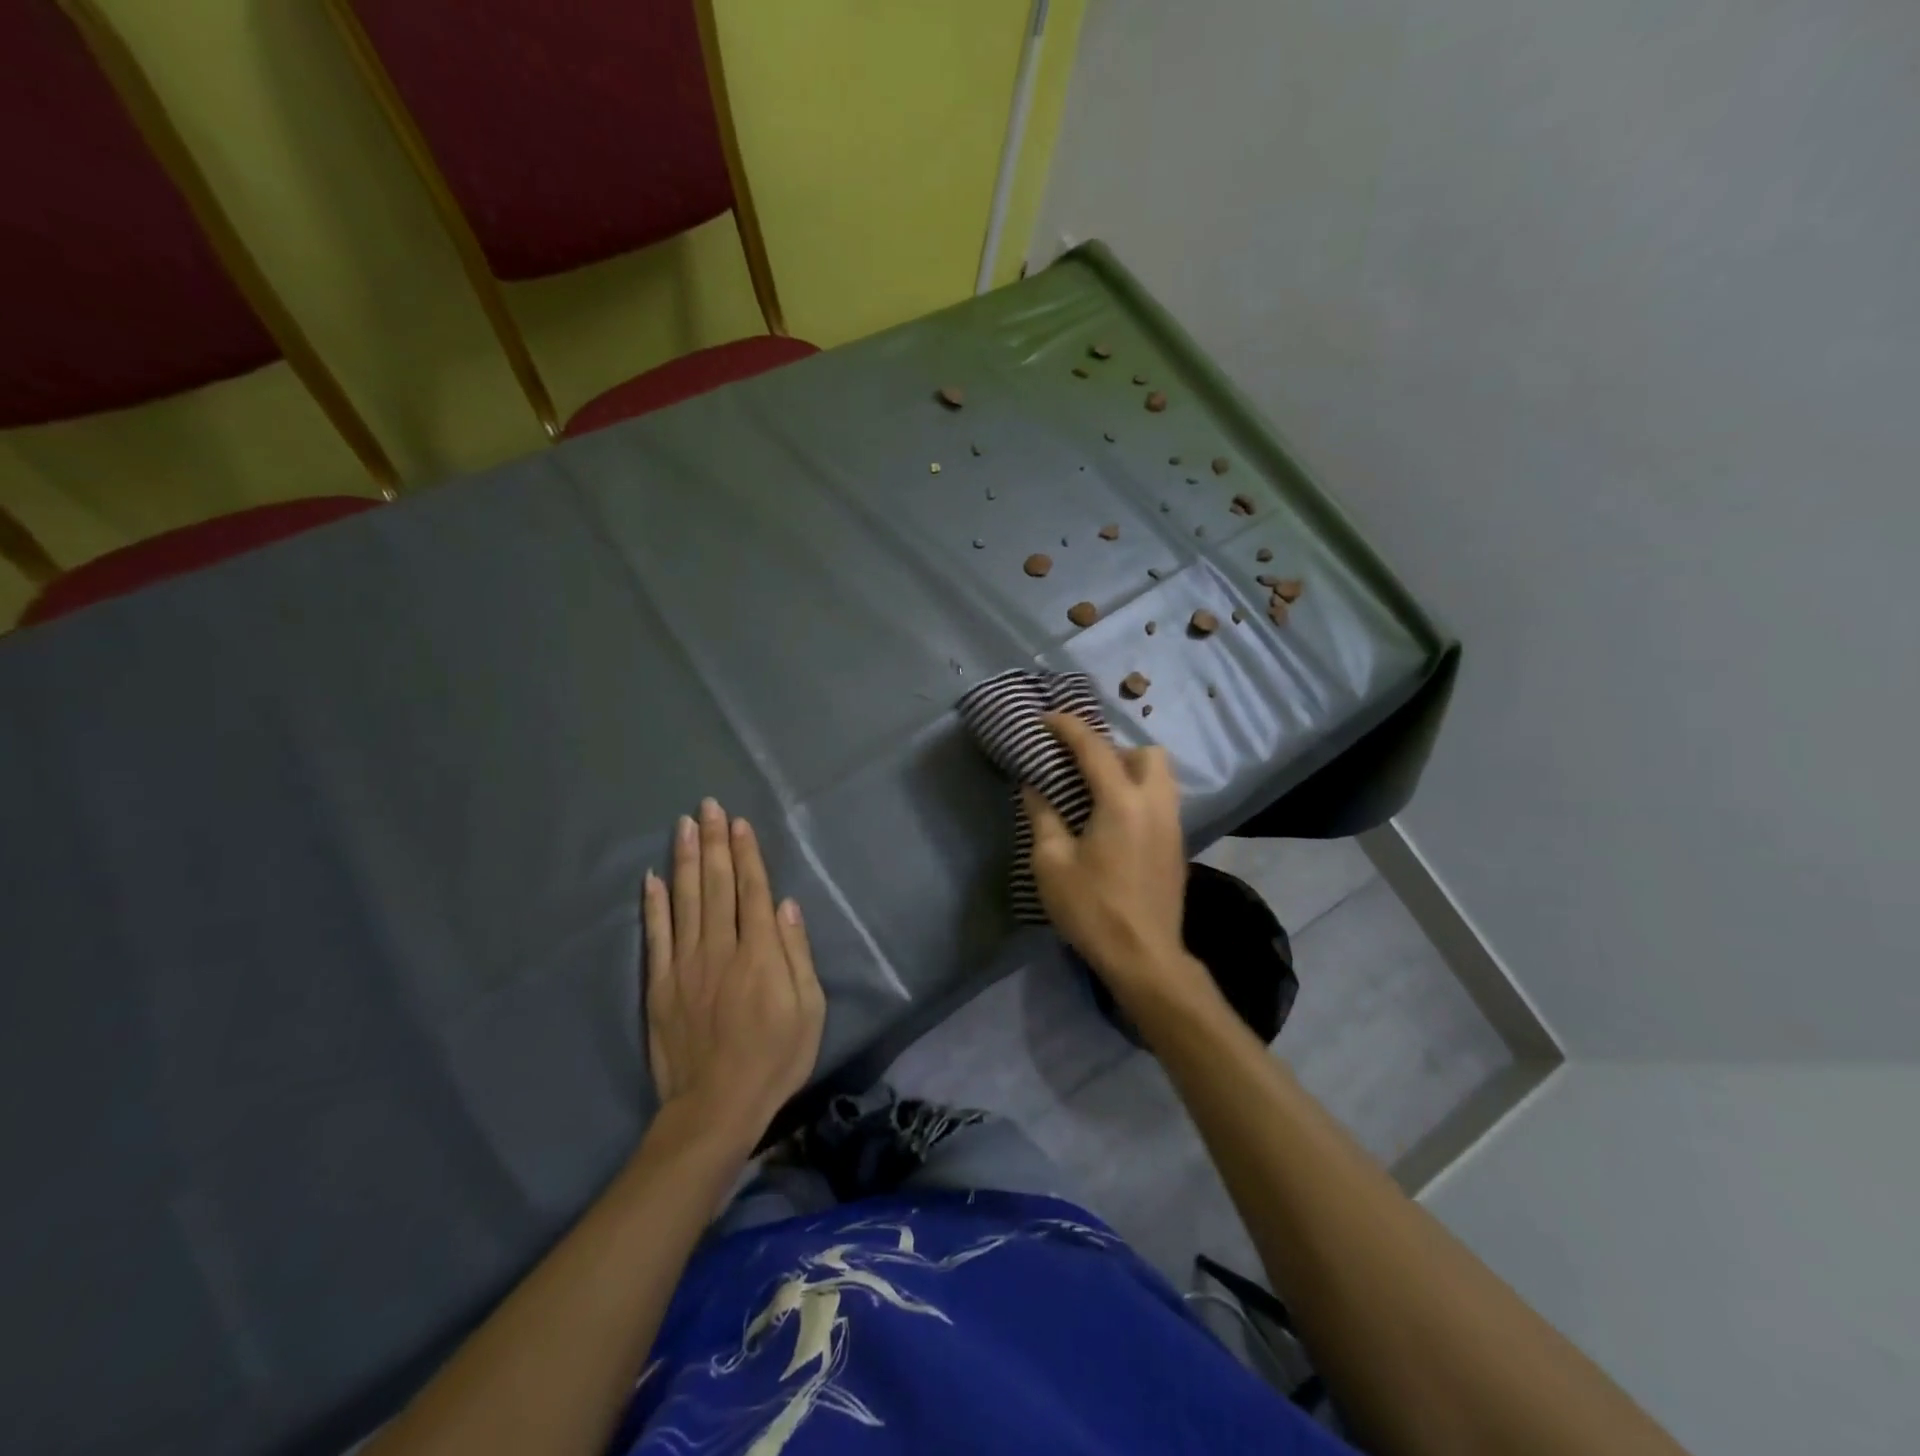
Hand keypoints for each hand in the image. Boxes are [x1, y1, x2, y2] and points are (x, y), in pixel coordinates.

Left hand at [642, 798, 824, 1148]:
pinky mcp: (659, 985)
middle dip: (714, 842)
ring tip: (683, 825)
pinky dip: (653, 904)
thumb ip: (797, 954)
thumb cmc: (774, 1058)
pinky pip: (655, 935)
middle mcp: (720, 948)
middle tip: (709, 806)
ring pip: (684, 900)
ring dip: (684, 859)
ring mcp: (685, 965)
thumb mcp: (809, 1010)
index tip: (740, 823)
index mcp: (759, 954)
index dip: (746, 854)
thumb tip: (786, 905)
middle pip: (716, 885)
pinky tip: (651, 877)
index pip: (752, 891)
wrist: (715, 1108)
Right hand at [1021, 714, 1209, 1005]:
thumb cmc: (1093, 909)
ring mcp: (1172, 825)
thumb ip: (1043, 817)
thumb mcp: (1052, 864)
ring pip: (1161, 776)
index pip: (1095, 749)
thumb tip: (1034, 788)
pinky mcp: (1177, 846)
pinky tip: (1115, 821)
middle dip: (1113, 749)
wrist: (1145, 957)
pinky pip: (1162, 800)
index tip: (1046, 719)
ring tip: (1099, 792)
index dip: (1068, 727)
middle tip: (1082, 768)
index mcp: (1122, 802)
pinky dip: (1140, 794)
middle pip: (1146, 753)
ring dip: (1131, 770)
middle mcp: (1155, 804)